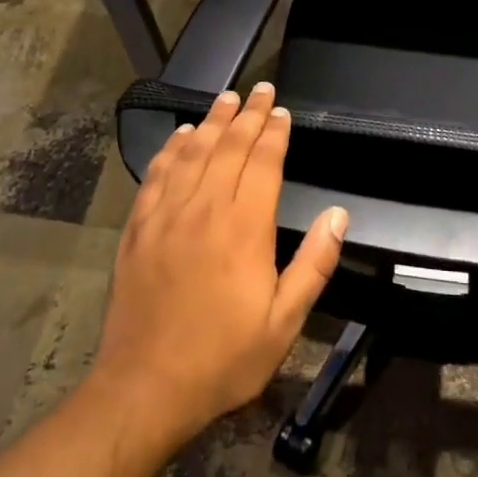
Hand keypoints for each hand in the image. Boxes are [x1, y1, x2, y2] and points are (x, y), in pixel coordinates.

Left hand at [90, 82, 347, 449]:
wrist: (145, 388)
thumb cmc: (223, 358)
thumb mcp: (283, 322)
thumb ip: (314, 264)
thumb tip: (338, 214)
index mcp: (244, 228)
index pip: (262, 164)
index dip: (274, 133)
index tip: (281, 111)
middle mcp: (205, 209)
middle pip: (229, 148)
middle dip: (248, 115)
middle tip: (260, 89)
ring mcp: (167, 215)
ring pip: (193, 153)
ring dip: (211, 121)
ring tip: (226, 98)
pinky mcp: (139, 228)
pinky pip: (157, 175)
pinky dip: (171, 149)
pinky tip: (180, 135)